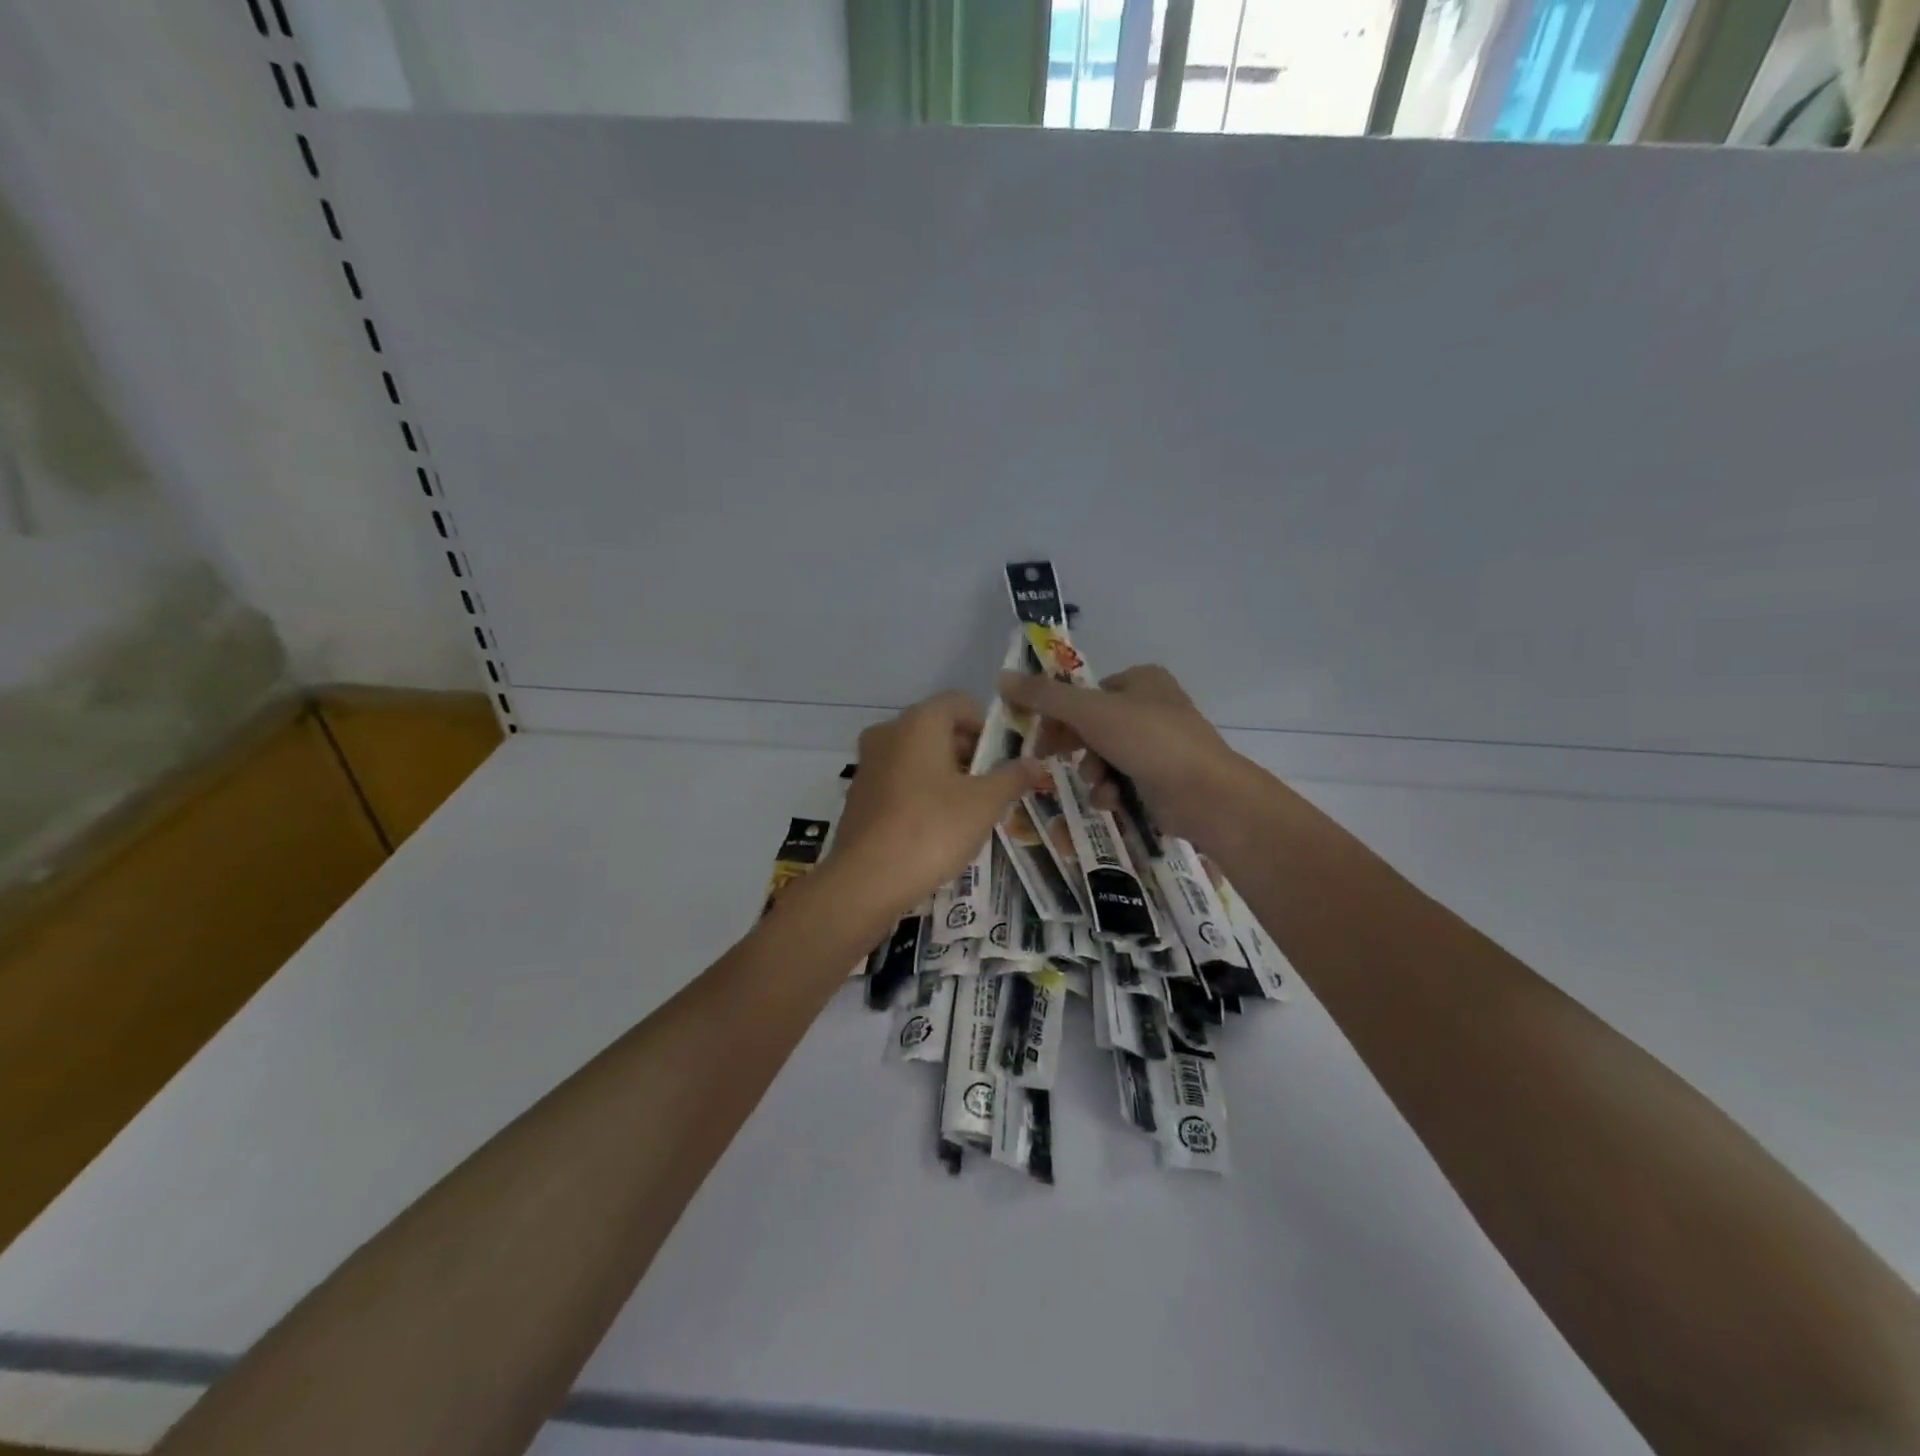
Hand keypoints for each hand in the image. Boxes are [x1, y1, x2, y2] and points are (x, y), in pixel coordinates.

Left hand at [830, 691, 1047, 918]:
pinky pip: (898, 781)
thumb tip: (1035, 762)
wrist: (866, 880)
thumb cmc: (932, 829)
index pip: (959, 703)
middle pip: (937, 728)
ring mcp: (868, 764)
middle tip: (991, 787)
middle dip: (967, 752)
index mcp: (919, 722)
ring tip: (967, 810)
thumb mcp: (984, 804)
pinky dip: (919, 792)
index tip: (1003, 759)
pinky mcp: (858, 795)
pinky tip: (934, 827)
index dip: (986, 726)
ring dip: (944, 774)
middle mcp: (888, 733)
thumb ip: (1011, 777)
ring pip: (916, 756)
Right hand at [997, 665, 1262, 851]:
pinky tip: (1112, 800)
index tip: (1036, 734)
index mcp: (1141, 679)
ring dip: (1092, 771)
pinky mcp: (1163, 777)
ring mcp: (1160, 743)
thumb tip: (1001, 677)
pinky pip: (1123, 778)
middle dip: (1074, 745)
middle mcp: (1152, 706)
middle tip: (1049, 759)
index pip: (1085, 692)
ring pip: (1105, 754)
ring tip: (1097, 783)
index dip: (1057, 713)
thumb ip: (1044, 696)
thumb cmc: (1148, 741)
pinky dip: (1111, 789)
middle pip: (1092, 724)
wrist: (1206, 794)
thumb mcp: (1089, 712)